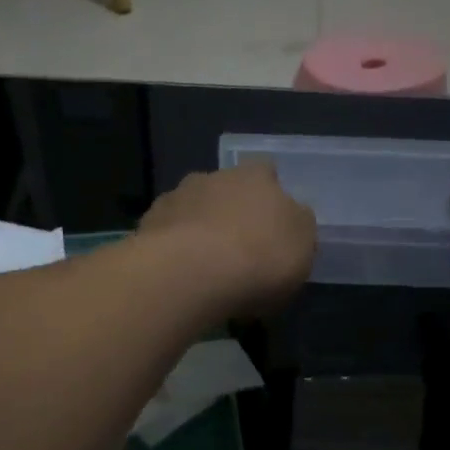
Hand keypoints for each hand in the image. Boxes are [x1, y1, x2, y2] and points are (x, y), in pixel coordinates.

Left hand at [139, 162, 316, 316]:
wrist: (191, 273)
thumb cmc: (260, 257)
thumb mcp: (303, 244)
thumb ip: (297, 225)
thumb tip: (290, 216)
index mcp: (256, 177)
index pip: (266, 173)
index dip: (269, 196)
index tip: (270, 224)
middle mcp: (212, 178)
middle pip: (224, 190)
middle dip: (229, 214)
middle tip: (236, 251)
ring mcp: (175, 199)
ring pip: (191, 211)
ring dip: (197, 231)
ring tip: (203, 269)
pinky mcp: (146, 226)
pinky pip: (165, 236)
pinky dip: (172, 251)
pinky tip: (178, 277)